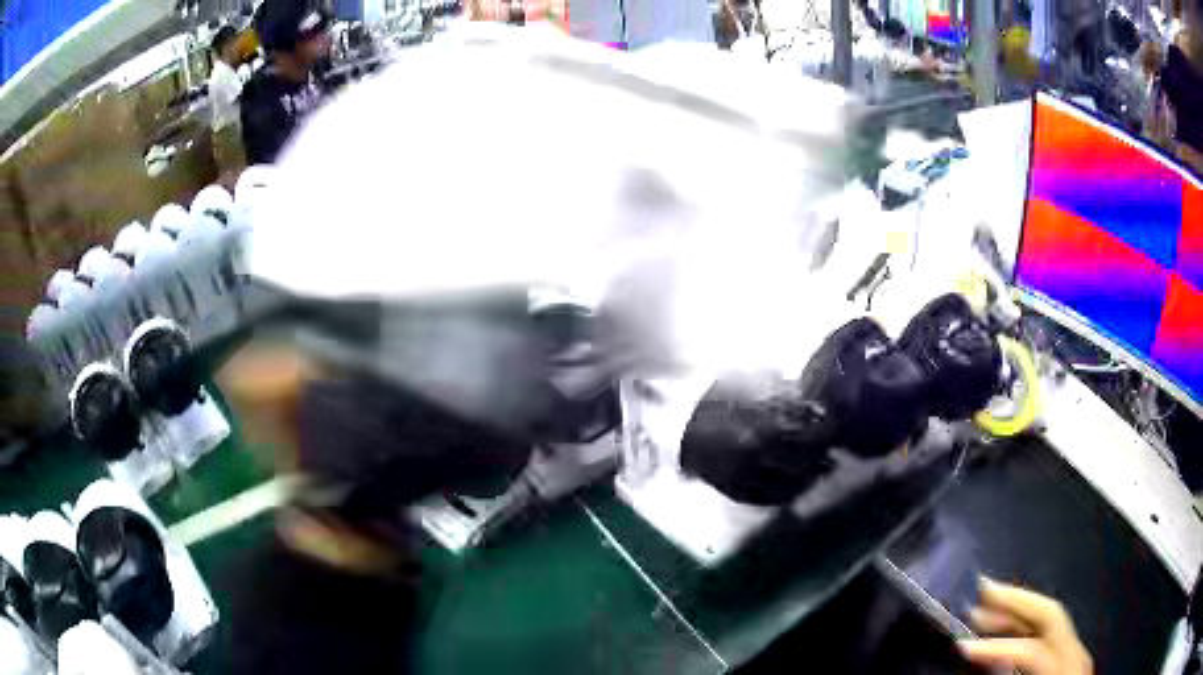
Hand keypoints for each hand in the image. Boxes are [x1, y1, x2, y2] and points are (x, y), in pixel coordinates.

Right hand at [958, 577, 1092, 674]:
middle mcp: (1079, 650)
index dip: (997, 645)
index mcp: (1069, 664)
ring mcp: (1080, 648)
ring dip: (1019, 610)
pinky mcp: (1075, 653)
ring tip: (988, 606)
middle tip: (982, 588)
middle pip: (1051, 613)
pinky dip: (1029, 626)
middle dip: (1015, 600)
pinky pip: (1052, 632)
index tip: (963, 646)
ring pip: (1052, 617)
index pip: (1032, 646)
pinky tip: (1010, 628)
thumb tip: (984, 657)